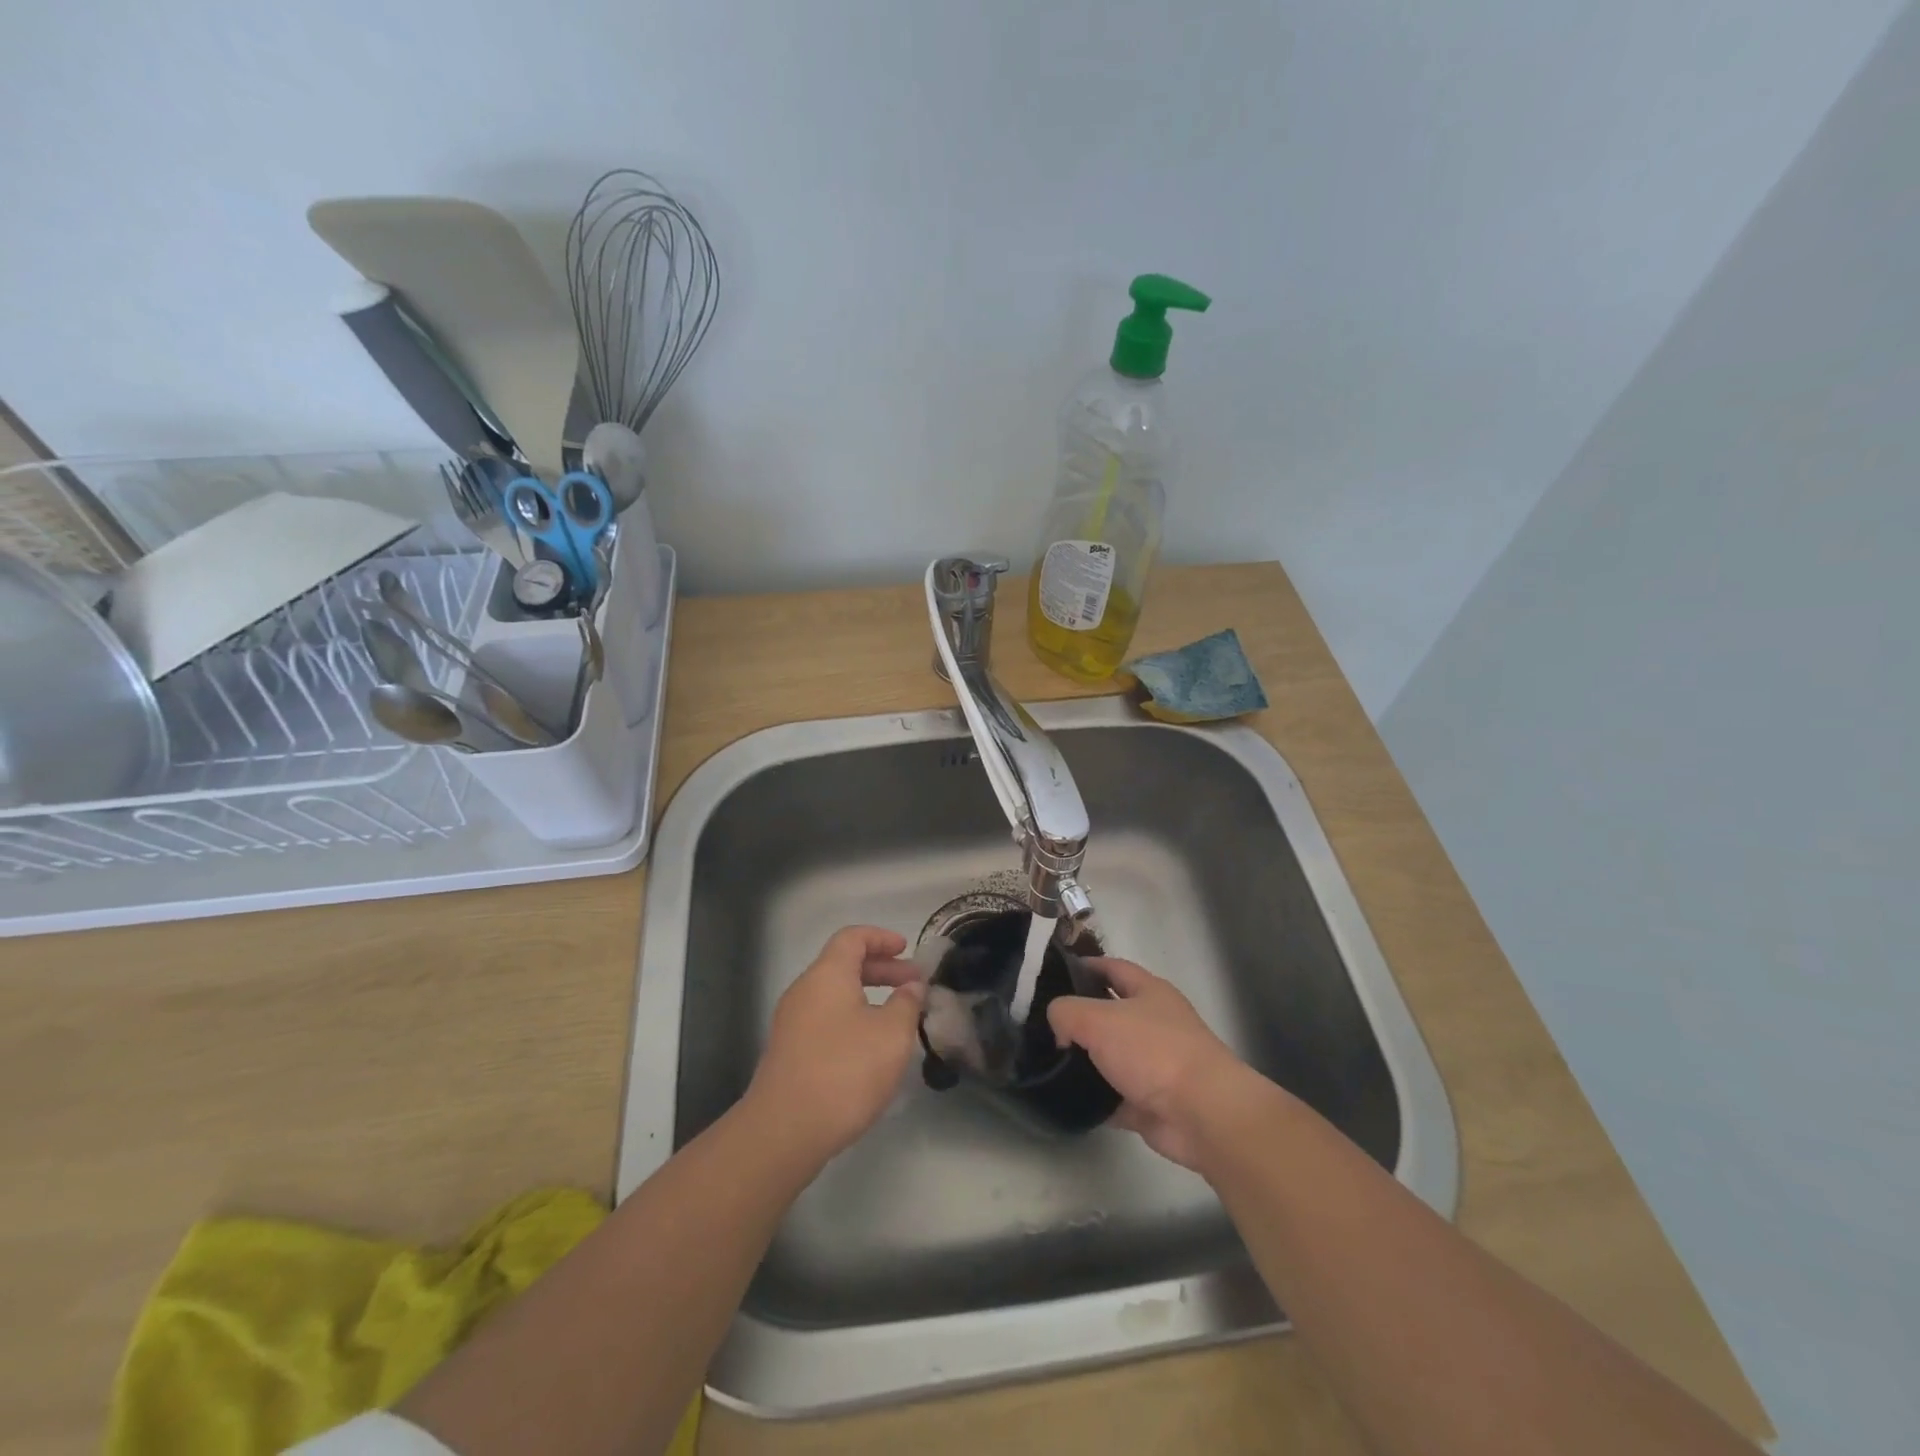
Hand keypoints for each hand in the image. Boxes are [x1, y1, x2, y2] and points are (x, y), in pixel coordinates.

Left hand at [746, 926, 926, 1161]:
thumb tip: (911, 986)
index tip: (907, 950)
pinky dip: (852, 1019)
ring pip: (835, 995)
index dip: (882, 938)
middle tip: (914, 985)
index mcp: (827, 975)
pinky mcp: (790, 1052)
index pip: (853, 937)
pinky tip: (871, 1048)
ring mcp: (792, 1022)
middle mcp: (804, 990)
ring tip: (898, 1019)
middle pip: (843, 965)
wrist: (785, 1131)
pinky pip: (825, 1019)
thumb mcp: (892, 1034)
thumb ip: (907, 1003)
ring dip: (868, 997)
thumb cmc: (845, 1071)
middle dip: (882, 970)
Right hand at [1048, 957, 1264, 1173]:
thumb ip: (1066, 1012)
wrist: (1202, 1114)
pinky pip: (1114, 1096)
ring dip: (1084, 1061)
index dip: (1084, 965)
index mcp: (1149, 991)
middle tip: (1041, 1023)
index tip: (1052, 973)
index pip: (1112, 968)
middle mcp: (1154, 1023)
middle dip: (1079, 1017)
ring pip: (1110, 1056)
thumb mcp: (1098, 1019)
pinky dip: (1094, 1099)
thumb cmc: (1153, 1051)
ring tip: (1046, 1061)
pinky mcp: (1151, 1102)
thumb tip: (1059, 1027)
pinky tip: (1066, 1099)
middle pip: (1109, 1013)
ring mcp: (1154, 1064)